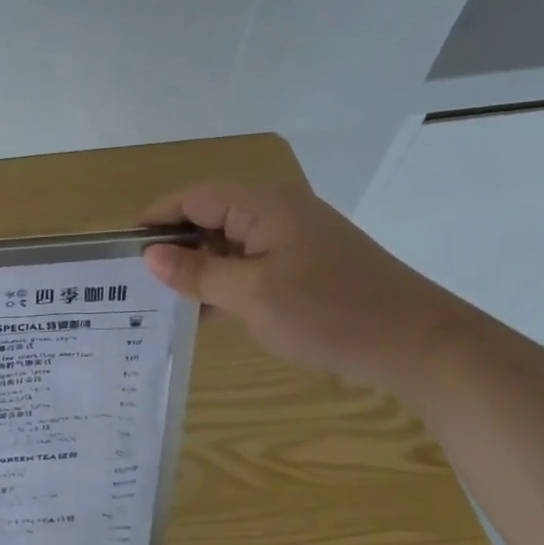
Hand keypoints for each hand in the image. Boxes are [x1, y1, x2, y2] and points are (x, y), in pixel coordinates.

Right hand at [140, 175, 475, 392]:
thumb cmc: (329, 314)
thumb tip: (150, 255)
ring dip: (200, 268)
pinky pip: (253, 262)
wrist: (422, 347)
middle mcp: (278, 210)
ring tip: (166, 301)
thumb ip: (196, 273)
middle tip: (138, 283)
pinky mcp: (310, 263)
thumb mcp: (250, 296)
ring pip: (230, 242)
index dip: (154, 219)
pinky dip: (228, 281)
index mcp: (263, 204)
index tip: (120, 249)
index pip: (192, 197)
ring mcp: (297, 237)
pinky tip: (208, 312)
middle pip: (209, 216)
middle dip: (174, 246)